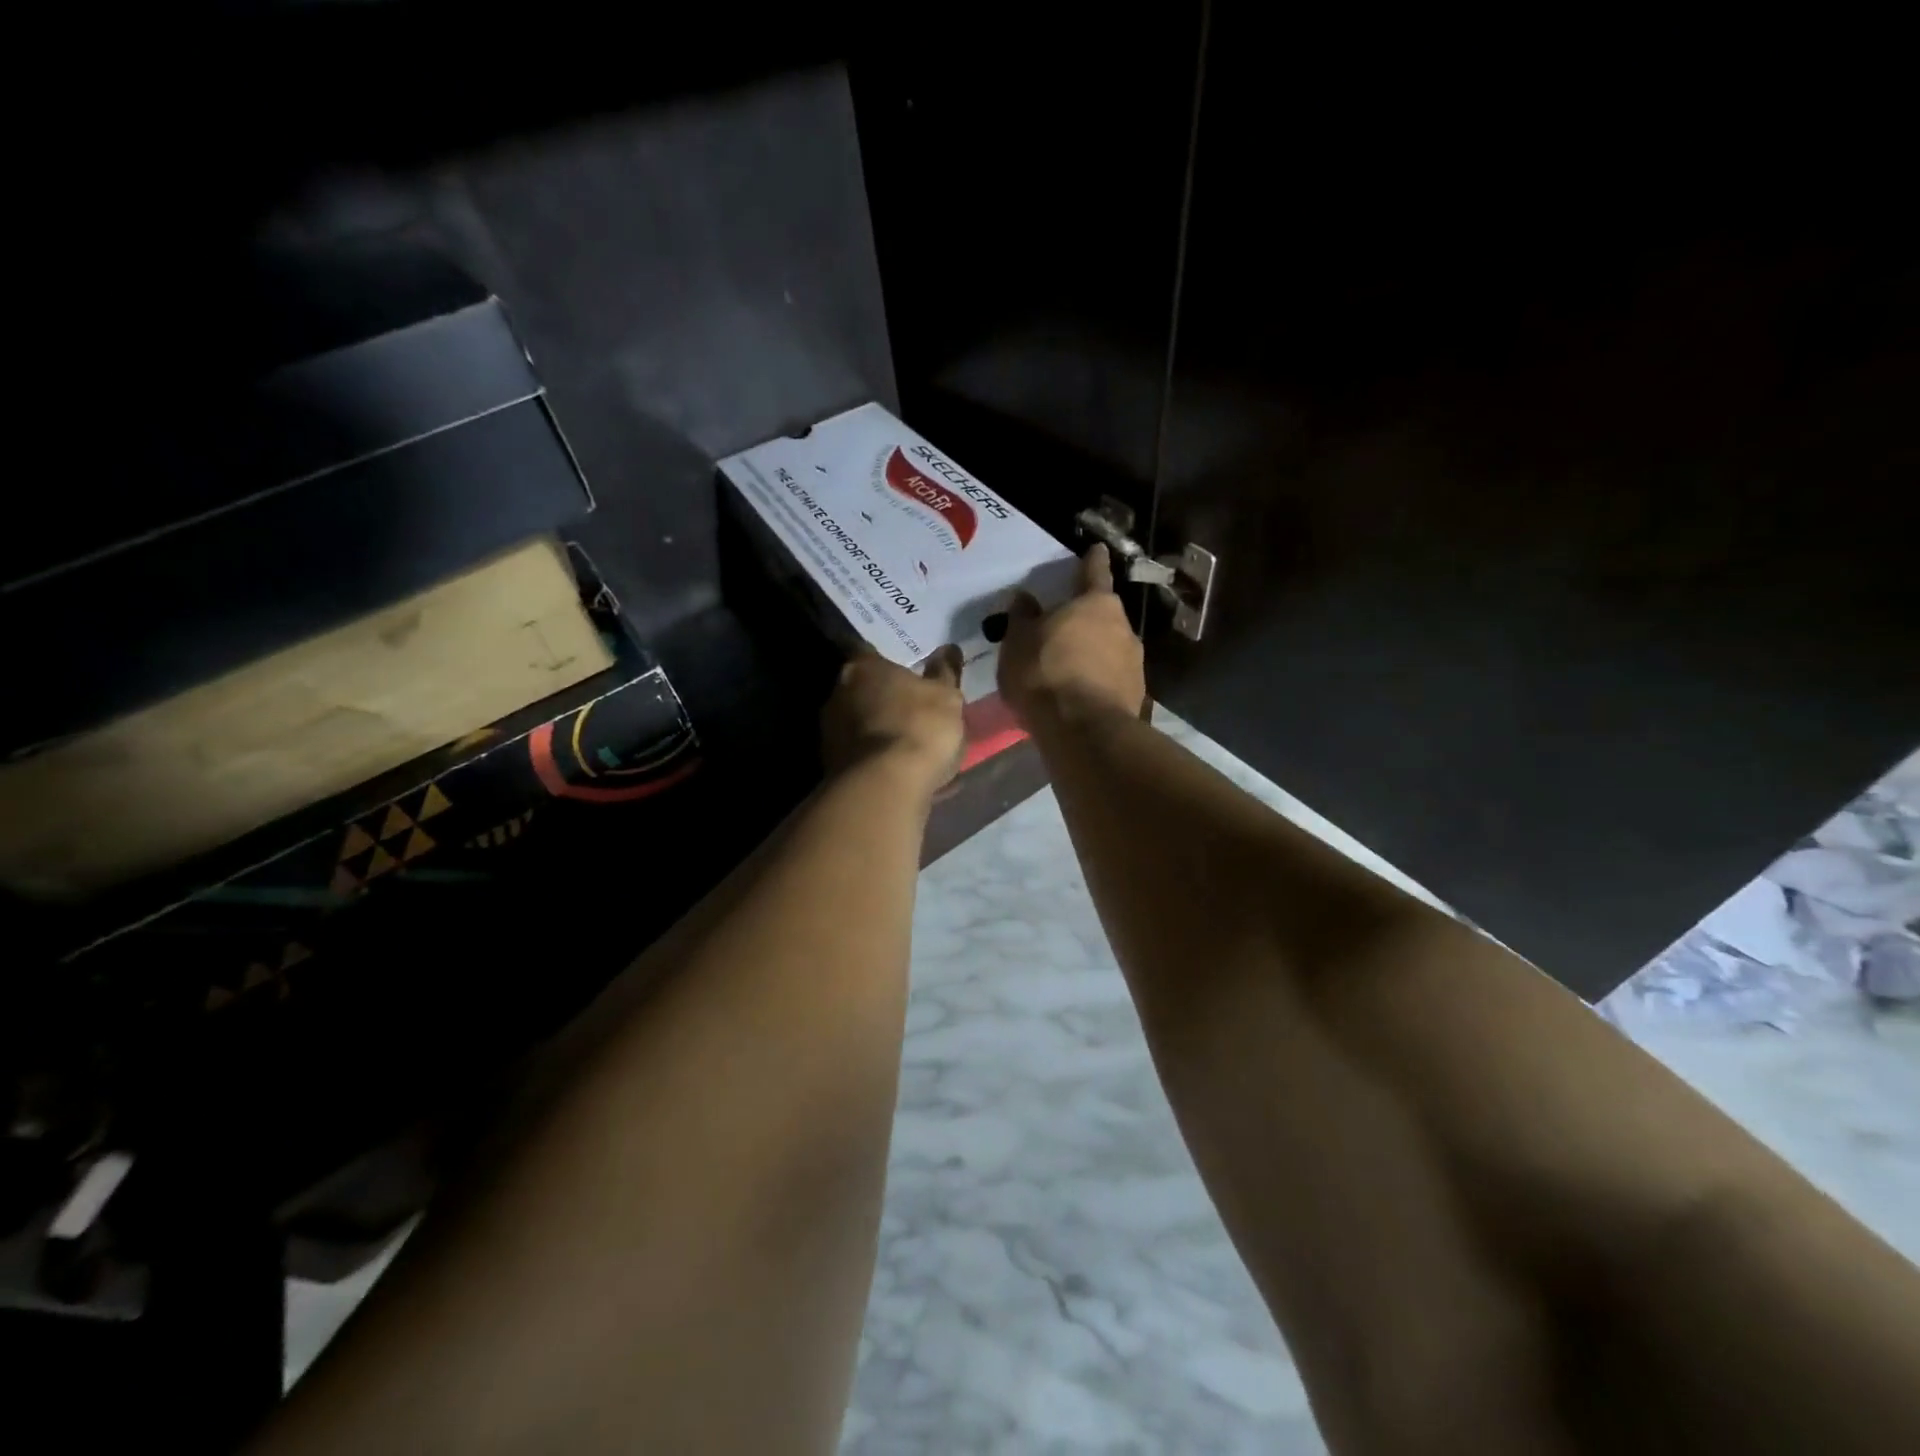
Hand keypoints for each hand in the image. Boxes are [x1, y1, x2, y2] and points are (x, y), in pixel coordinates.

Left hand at [820, 645, 965, 794]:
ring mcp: (829, 732)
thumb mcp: (946, 697)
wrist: (885, 787)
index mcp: (862, 667)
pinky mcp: (830, 766)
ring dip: (880, 732)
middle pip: (862, 690)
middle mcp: (837, 693)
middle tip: (911, 711)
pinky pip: (862, 756)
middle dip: (883, 699)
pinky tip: (901, 773)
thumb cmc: (919, 728)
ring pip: (860, 725)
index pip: (870, 654)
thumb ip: (945, 673)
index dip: (889, 664)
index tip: (906, 675)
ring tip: (909, 748)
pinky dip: (878, 760)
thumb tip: (948, 649)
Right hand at [998, 544, 1145, 727]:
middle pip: (1103, 614)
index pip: (1094, 572)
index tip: (1096, 550)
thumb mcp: (1018, 642)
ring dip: (1092, 652)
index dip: (1092, 560)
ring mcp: (1135, 662)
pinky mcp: (1136, 694)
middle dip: (1085, 619)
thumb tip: (1026, 599)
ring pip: (1109, 648)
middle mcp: (1124, 626)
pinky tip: (1079, 694)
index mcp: (1096, 603)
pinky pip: (1111, 678)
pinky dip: (1097, 680)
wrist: (1083, 731)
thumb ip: (1022, 617)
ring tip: (1068, 669)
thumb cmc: (1045, 674)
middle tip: (1062, 629)